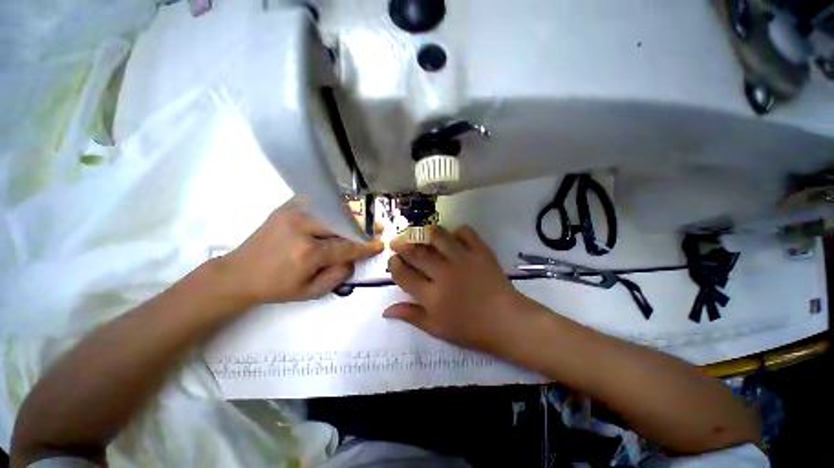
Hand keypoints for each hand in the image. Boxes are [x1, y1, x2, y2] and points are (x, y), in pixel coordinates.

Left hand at [217, 198, 382, 304]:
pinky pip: (318, 201)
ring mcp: (294, 213)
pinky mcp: (287, 206)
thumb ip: (339, 275)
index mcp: (308, 253)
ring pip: (333, 209)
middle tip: (378, 228)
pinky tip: (342, 210)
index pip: (347, 246)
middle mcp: (303, 228)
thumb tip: (354, 257)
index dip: (366, 246)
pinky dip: (334, 205)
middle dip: (364, 227)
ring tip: (364, 219)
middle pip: (344, 224)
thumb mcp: (311, 292)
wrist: (239, 273)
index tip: (380, 244)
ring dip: (352, 215)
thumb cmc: (276, 287)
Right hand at [384, 225, 530, 351]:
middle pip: (416, 253)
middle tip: (398, 242)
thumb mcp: (437, 329)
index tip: (393, 261)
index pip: (404, 275)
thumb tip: (386, 310)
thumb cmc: (471, 329)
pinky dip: (456, 231)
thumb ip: (411, 316)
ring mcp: (463, 259)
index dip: (394, 265)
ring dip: (425, 232)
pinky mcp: (480, 251)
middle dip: (402, 245)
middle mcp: (444, 273)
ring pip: (438, 236)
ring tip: (420, 234)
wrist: (507, 321)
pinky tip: (453, 237)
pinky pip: (465, 232)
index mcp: (432, 296)